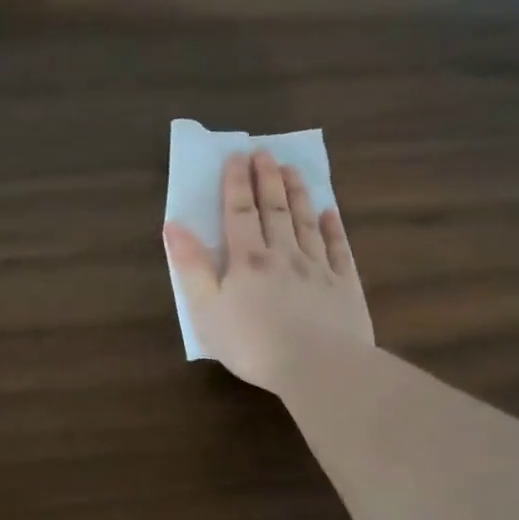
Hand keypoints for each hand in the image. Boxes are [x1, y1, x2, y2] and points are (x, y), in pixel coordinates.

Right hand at [164, 151, 372, 396]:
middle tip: (265, 152)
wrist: (319, 368)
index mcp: (247, 260)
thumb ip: (191, 266)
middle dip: (268, 179)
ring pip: (307, 222)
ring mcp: (318, 268)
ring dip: (299, 194)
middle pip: (275, 209)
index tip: (237, 156)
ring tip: (293, 169)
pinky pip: (339, 249)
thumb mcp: (205, 309)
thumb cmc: (252, 343)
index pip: (239, 212)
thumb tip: (173, 226)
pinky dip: (334, 228)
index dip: (237, 183)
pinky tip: (331, 212)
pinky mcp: (345, 287)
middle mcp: (283, 254)